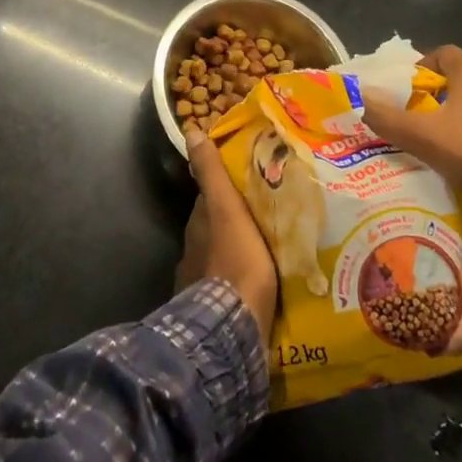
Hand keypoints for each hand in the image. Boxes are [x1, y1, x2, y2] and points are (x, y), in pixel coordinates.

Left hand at [176, 127, 277, 340]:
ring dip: (240, 251)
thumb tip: (191, 131)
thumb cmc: (235, 260)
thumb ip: (211, 172)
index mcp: (199, 224)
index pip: (212, 196)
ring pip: (223, 256)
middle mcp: (195, 250)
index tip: (251, 181)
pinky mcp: (214, 313)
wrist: (231, 330)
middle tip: (267, 214)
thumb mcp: (226, 208)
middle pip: (217, 227)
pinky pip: (229, 288)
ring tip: (271, 249)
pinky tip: (261, 284)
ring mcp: (201, 283)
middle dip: (235, 221)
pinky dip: (240, 281)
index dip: (228, 187)